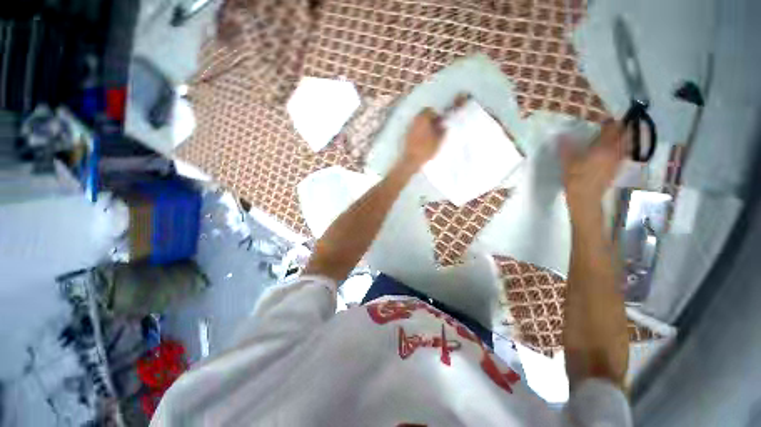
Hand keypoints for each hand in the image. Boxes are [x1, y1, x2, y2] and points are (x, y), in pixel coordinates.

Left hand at [400, 108, 444, 170]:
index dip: (436, 114)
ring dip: (424, 125)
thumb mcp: (439, 140)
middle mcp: (414, 121)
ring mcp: (409, 128)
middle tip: (436, 127)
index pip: (430, 110)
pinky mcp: (406, 136)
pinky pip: (414, 129)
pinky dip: (419, 131)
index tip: (440, 121)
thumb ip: (442, 130)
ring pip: (418, 122)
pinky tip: (423, 139)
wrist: (411, 160)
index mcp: (423, 119)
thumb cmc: (426, 149)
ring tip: (430, 134)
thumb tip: (444, 124)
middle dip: (429, 119)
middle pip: (423, 115)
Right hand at [560, 120, 625, 210]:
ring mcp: (618, 161)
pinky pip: (622, 153)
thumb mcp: (567, 162)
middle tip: (608, 126)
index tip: (602, 118)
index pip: (611, 129)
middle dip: (617, 129)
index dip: (608, 121)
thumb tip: (561, 134)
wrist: (586, 198)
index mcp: (604, 148)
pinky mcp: (616, 169)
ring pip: (624, 144)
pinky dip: (619, 148)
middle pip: (622, 135)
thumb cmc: (576, 179)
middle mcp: (615, 152)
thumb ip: (566, 147)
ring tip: (612, 136)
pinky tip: (612, 150)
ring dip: (620, 138)